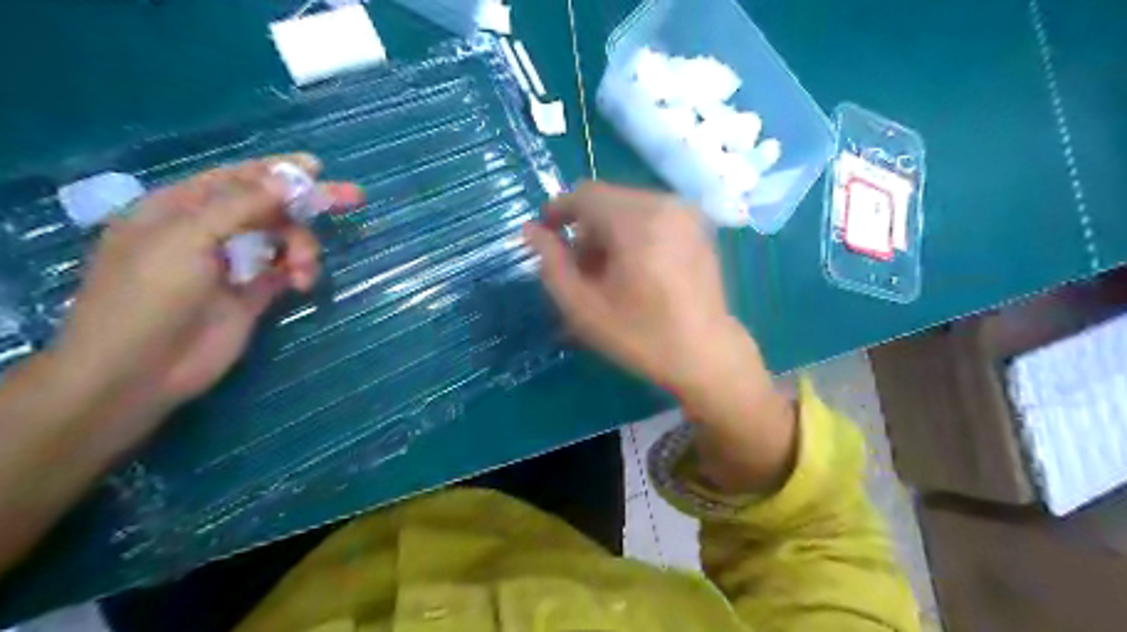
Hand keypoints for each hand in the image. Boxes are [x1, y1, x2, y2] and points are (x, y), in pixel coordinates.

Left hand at [49, 152, 360, 439]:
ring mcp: (233, 264)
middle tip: (353, 198)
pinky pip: (286, 271)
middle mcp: (209, 231)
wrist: (139, 370)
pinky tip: (302, 283)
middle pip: (269, 207)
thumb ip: (241, 206)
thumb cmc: (149, 295)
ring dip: (303, 247)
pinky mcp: (253, 294)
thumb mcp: (188, 239)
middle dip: (307, 204)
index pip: (238, 178)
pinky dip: (300, 271)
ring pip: (284, 240)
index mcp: (181, 208)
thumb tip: (289, 179)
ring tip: (305, 269)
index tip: (318, 168)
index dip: (279, 171)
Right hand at [525, 182, 751, 396]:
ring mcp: (687, 213)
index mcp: (636, 221)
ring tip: (607, 272)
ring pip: (629, 206)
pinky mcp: (698, 225)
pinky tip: (635, 268)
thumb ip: (551, 264)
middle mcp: (665, 204)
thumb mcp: (583, 308)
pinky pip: (653, 214)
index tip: (545, 236)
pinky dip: (634, 232)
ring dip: (609, 230)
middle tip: (578, 267)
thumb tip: (531, 230)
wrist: (706, 355)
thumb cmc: (641, 336)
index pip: (585, 195)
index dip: (558, 211)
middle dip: (585, 227)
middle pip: (608, 199)